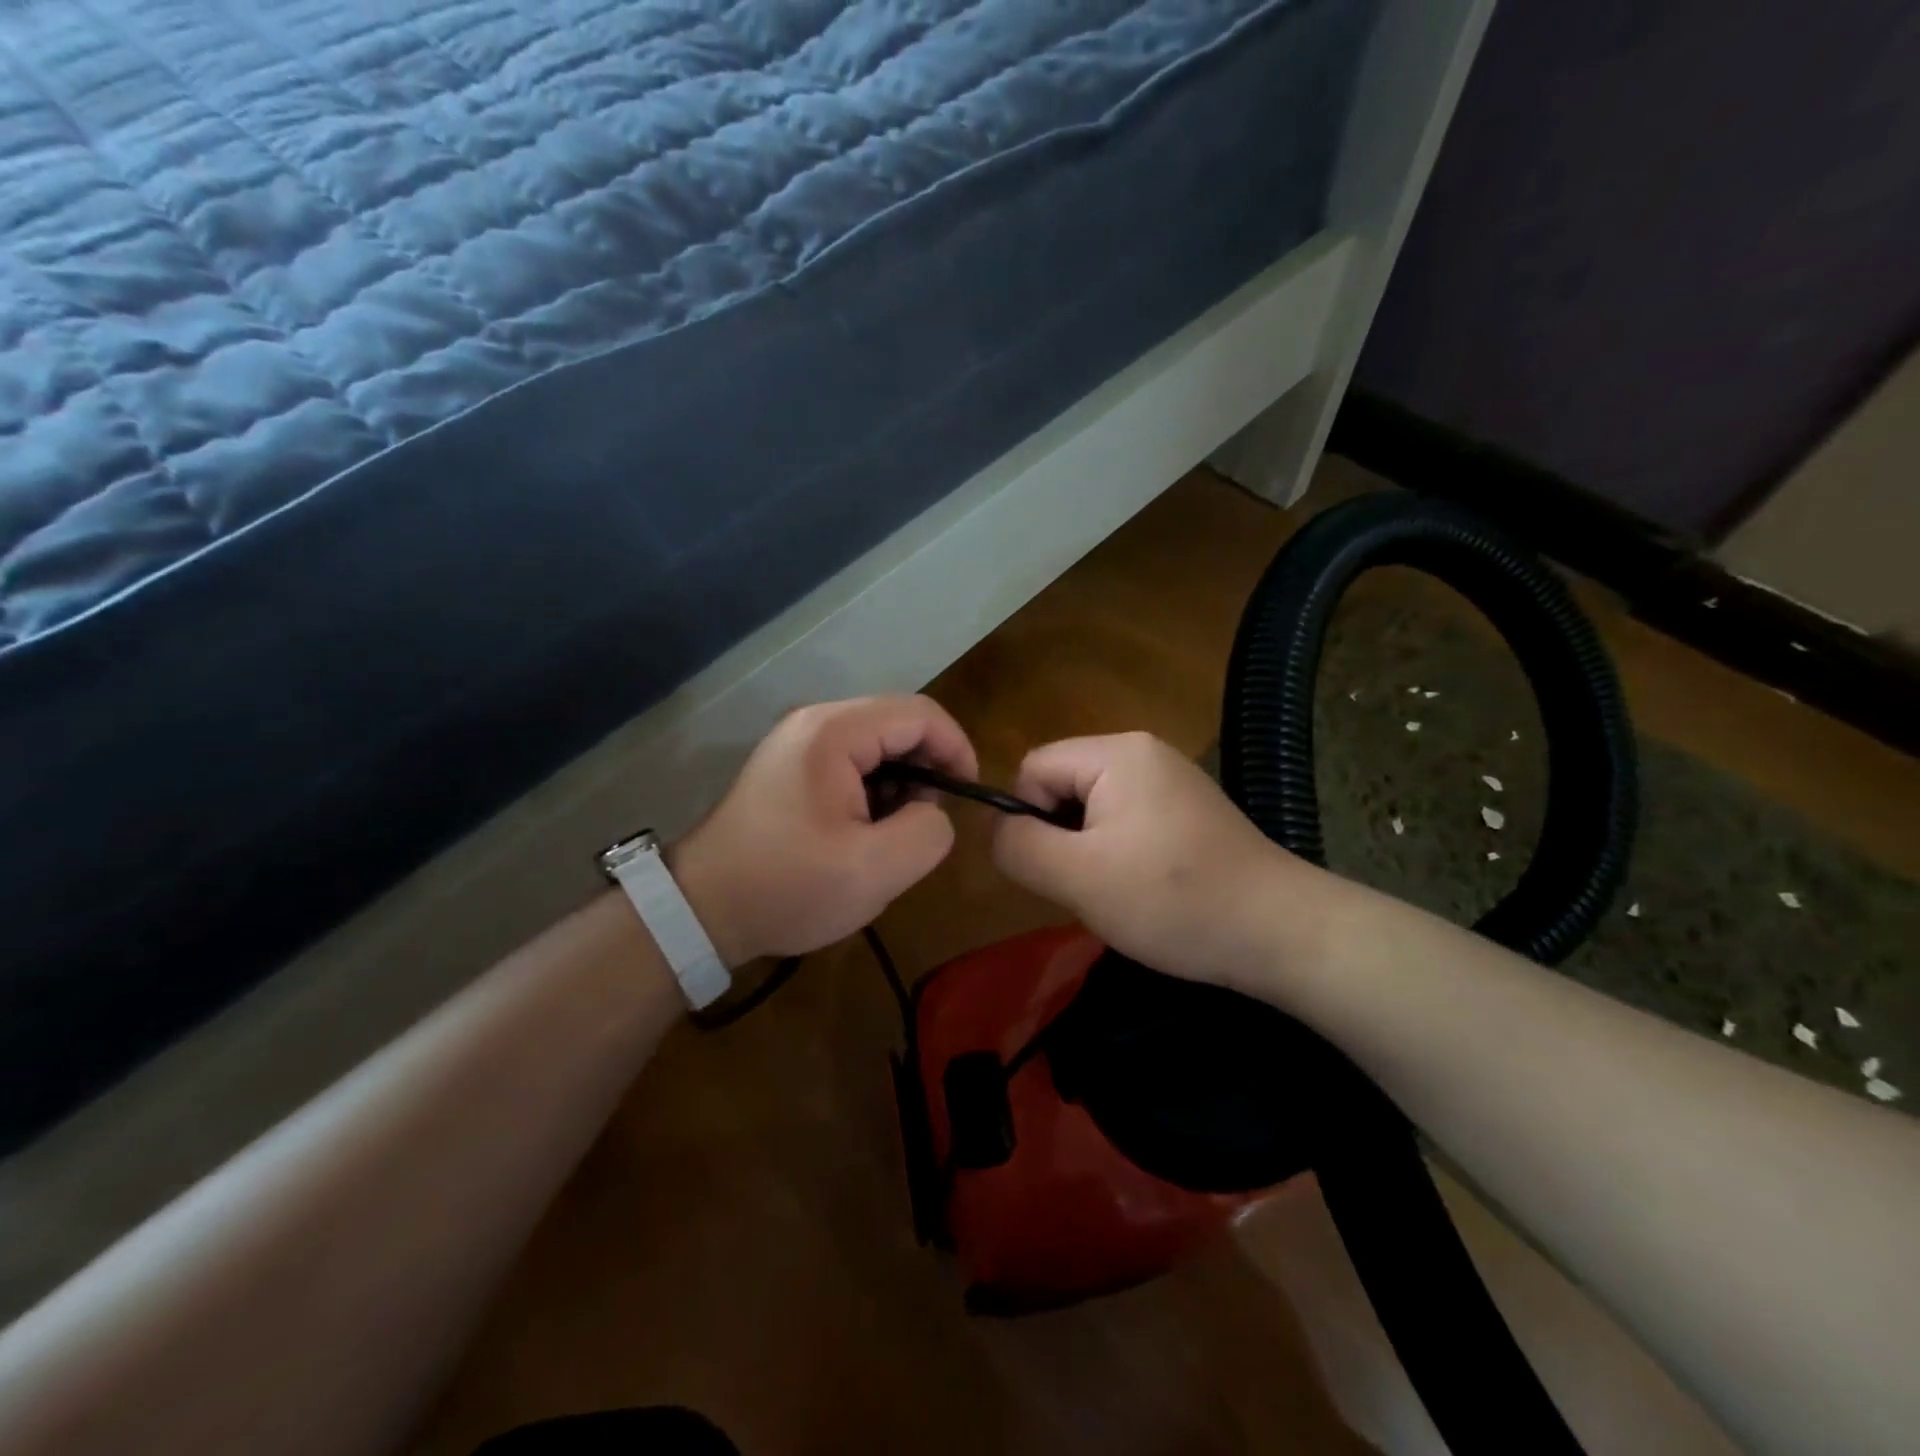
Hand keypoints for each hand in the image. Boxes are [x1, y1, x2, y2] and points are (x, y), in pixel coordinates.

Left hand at [667, 696, 977, 966]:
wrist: (701, 909)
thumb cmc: (787, 887)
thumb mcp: (873, 871)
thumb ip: (928, 832)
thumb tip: (933, 812)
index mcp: (834, 732)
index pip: (920, 714)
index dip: (956, 748)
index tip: (968, 795)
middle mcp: (815, 722)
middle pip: (897, 724)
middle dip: (927, 769)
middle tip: (925, 823)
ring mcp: (798, 742)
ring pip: (877, 745)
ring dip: (900, 783)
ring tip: (892, 834)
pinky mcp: (790, 766)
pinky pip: (851, 762)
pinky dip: (873, 790)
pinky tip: (863, 832)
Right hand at [991, 732, 1322, 988]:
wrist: (1281, 932)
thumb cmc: (1173, 899)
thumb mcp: (1078, 877)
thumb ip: (1019, 846)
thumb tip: (995, 828)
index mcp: (1117, 752)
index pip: (1034, 768)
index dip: (1028, 819)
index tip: (1057, 869)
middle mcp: (1144, 752)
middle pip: (1063, 784)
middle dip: (1061, 837)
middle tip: (1089, 886)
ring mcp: (1172, 780)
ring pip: (1093, 808)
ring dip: (1089, 851)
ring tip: (1119, 892)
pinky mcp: (1190, 811)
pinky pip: (1128, 821)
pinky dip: (1122, 854)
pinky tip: (1147, 890)